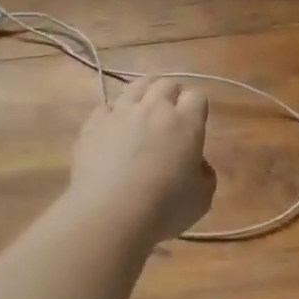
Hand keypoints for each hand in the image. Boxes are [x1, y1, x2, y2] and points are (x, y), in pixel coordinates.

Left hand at [67, 76, 216, 245]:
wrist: (110, 214)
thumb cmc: (163, 209)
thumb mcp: (201, 199)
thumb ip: (204, 175)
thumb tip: (198, 165)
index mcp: (186, 123)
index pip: (197, 96)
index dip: (196, 107)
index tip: (194, 121)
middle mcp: (154, 108)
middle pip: (166, 83)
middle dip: (171, 94)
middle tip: (170, 113)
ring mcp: (120, 112)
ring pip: (135, 86)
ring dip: (143, 94)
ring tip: (142, 110)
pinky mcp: (93, 124)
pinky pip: (106, 106)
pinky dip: (113, 113)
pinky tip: (113, 128)